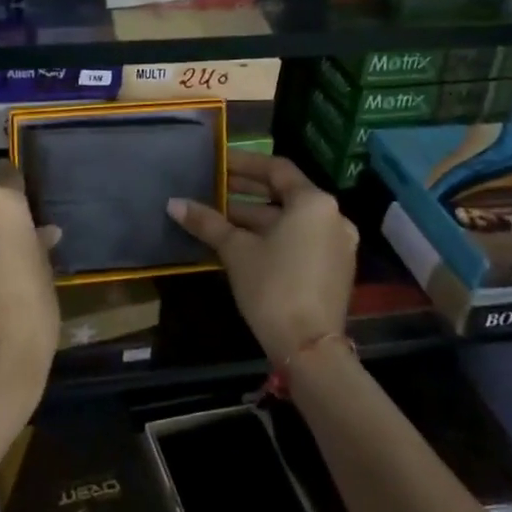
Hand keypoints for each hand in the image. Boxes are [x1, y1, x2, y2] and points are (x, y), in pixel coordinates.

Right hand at [167, 151, 355, 366]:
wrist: (308, 348)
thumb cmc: (272, 286)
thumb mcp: (236, 251)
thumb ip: (207, 222)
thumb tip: (173, 203)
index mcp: (313, 203)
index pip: (276, 169)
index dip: (244, 164)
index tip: (218, 163)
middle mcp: (332, 217)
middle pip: (285, 195)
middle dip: (246, 193)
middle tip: (212, 190)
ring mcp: (338, 244)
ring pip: (291, 221)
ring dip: (256, 218)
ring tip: (219, 218)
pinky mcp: (335, 269)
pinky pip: (301, 240)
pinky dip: (274, 236)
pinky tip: (242, 244)